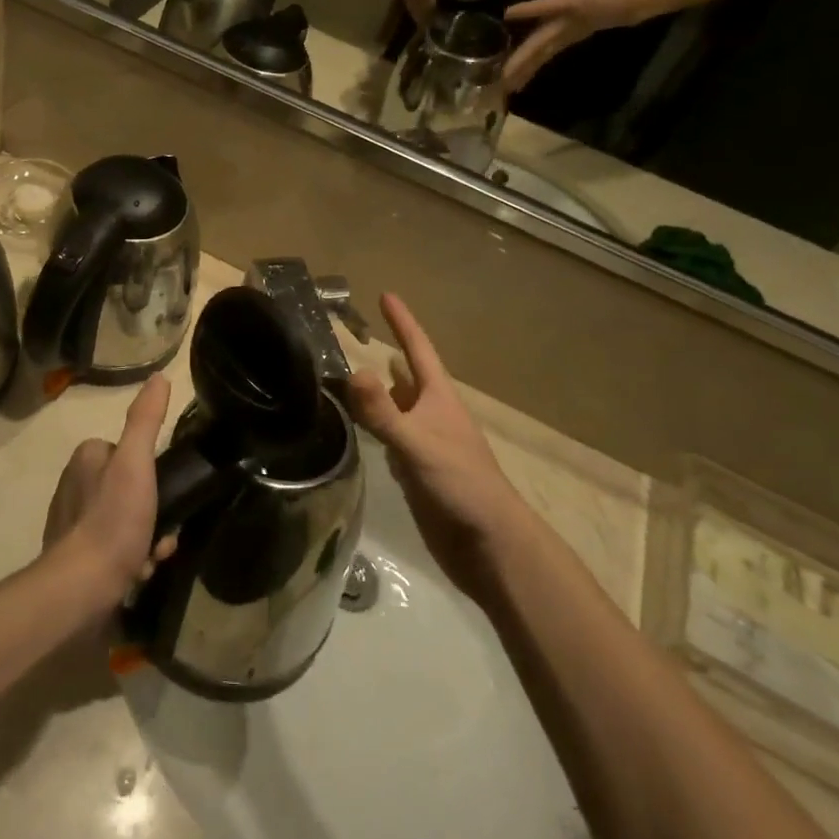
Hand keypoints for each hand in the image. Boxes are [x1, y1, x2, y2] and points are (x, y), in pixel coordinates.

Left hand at [42, 375, 176, 603]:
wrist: (80, 591)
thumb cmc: (111, 521)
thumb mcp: (136, 464)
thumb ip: (146, 421)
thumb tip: (159, 377)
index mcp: (86, 459)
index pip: (128, 451)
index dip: (152, 471)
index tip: (167, 492)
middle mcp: (74, 486)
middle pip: (131, 488)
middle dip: (154, 511)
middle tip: (164, 532)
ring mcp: (72, 524)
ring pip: (126, 520)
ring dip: (147, 538)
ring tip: (152, 557)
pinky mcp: (75, 558)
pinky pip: (115, 549)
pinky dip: (132, 560)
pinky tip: (138, 574)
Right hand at [346, 294, 525, 599]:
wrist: (488, 544)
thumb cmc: (459, 485)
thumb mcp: (417, 444)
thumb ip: (383, 412)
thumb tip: (352, 371)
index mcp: (438, 398)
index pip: (417, 349)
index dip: (402, 322)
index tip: (385, 294)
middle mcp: (431, 414)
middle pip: (407, 376)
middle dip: (388, 354)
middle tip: (358, 336)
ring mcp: (426, 443)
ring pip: (398, 407)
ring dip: (380, 392)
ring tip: (351, 377)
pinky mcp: (418, 470)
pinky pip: (392, 437)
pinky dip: (376, 426)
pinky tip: (359, 428)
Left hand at [500, 0, 637, 92]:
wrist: (623, 4)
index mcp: (562, 3)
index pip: (540, 7)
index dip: (524, 10)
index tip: (505, 14)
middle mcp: (559, 26)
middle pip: (535, 45)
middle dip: (517, 61)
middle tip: (497, 76)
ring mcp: (560, 40)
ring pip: (537, 59)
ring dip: (520, 74)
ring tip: (500, 88)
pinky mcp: (560, 47)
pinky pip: (540, 62)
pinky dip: (527, 73)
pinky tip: (512, 86)